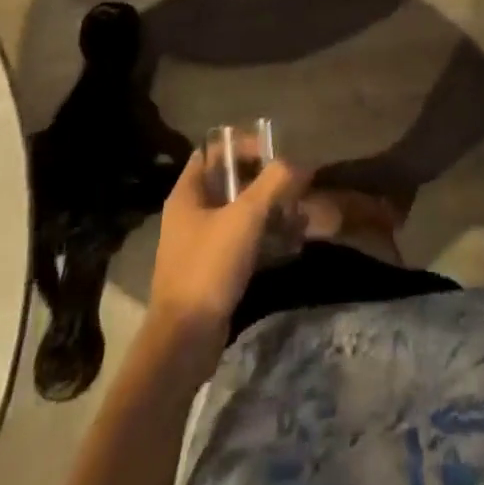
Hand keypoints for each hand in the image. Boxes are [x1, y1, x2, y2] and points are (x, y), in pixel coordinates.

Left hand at [150, 151, 310, 337]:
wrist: (185, 340)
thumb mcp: (245, 217)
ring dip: (268, 208)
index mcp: (188, 193)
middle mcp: (190, 212)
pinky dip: (264, 235)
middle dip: (264, 179)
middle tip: (293, 184)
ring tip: (298, 213)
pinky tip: (290, 242)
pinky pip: (242, 239)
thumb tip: (298, 164)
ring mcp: (200, 242)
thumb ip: (273, 183)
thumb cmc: (209, 267)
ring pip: (239, 211)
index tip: (274, 154)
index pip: (214, 150)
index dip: (243, 145)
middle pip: (230, 180)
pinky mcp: (213, 268)